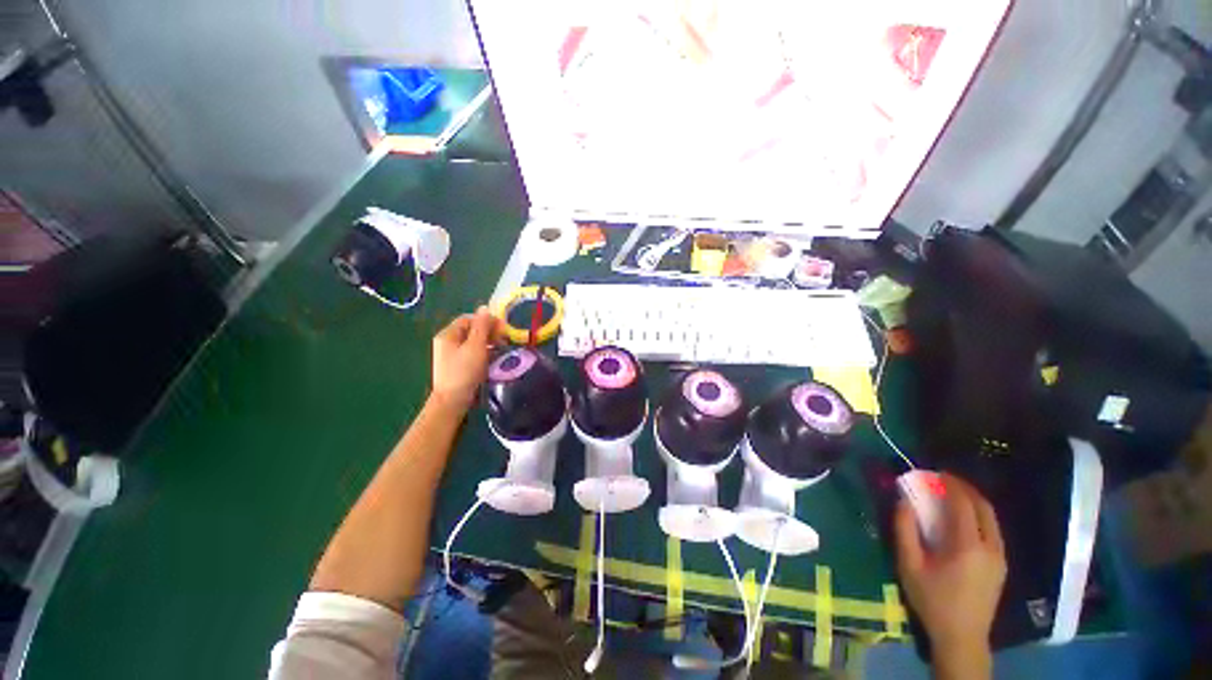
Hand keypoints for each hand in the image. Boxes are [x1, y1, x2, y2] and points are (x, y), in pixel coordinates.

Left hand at [431, 306, 504, 411]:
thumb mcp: (476, 346)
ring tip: (501, 349)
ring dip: (488, 342)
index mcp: (447, 334)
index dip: (486, 321)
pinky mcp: (456, 366)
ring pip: (472, 342)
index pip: (469, 319)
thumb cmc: (464, 371)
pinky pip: (471, 352)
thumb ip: (482, 326)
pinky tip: (493, 359)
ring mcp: (450, 355)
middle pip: (470, 329)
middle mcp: (446, 342)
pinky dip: (483, 352)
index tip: (502, 329)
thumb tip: (485, 307)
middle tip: (504, 340)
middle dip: (488, 332)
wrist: (453, 401)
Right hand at [895, 473, 1005, 672]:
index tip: (934, 472)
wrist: (962, 637)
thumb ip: (904, 529)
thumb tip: (903, 499)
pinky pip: (992, 529)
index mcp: (967, 546)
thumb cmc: (931, 600)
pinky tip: (962, 518)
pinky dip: (978, 515)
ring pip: (991, 517)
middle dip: (964, 488)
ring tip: (951, 494)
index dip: (950, 484)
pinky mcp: (1001, 564)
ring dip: (973, 500)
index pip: (963, 504)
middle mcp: (990, 547)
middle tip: (943, 479)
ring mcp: (1000, 556)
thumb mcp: (909, 565)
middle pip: (983, 506)